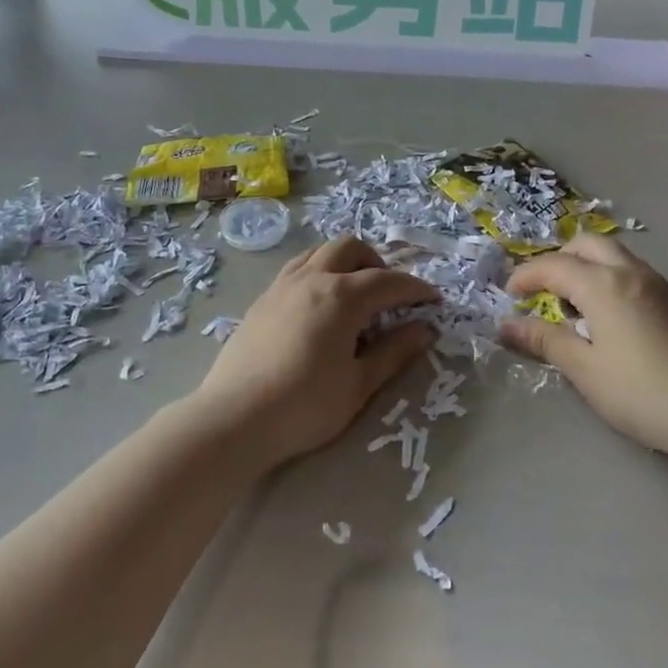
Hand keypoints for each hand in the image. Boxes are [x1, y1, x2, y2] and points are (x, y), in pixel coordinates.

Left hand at [191, 237, 436, 469]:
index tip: (433, 300)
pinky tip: (320, 306)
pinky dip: (319, 272)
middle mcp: (312, 278)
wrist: (234, 419)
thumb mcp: (359, 385)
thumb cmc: (304, 406)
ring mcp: (282, 285)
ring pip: (320, 252)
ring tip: (355, 295)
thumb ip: (394, 352)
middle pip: (351, 248)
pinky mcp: (262, 299)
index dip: (415, 288)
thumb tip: (424, 329)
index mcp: (342, 296)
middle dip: (378, 264)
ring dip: (345, 263)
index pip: (389, 281)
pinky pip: (298, 268)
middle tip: (390, 296)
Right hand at [500, 234, 667, 459]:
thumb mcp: (584, 370)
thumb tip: (506, 325)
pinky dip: (607, 278)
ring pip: (612, 255)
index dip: (526, 276)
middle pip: (586, 245)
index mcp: (603, 285)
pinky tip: (606, 318)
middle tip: (542, 292)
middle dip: (558, 260)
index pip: (554, 266)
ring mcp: (657, 284)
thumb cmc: (641, 392)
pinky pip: (630, 271)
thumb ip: (544, 341)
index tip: (509, 295)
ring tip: (573, 308)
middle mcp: (630, 272)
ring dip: (585, 267)